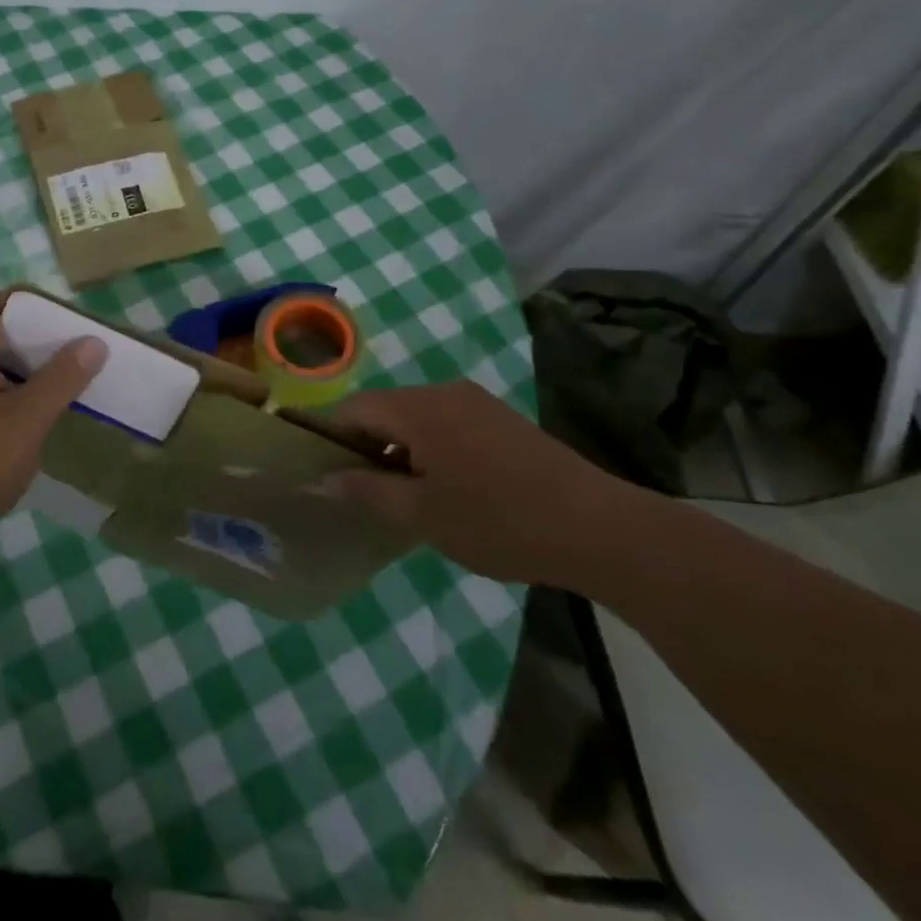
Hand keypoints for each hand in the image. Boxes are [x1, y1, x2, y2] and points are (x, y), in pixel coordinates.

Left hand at [0, 290, 107, 551]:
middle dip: (34, 341)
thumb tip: (93, 340)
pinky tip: (33, 425)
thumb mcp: (27, 420)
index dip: (26, 304)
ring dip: (24, 373)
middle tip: (71, 359)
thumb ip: (62, 378)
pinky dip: (9, 398)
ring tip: (62, 390)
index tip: (61, 327)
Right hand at [327, 382, 641, 584]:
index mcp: (419, 408)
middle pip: (385, 408)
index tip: (322, 471)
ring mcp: (477, 402)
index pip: (354, 408)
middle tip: (362, 491)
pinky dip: (429, 447)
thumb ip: (366, 491)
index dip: (330, 436)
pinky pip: (446, 423)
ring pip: (416, 416)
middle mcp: (445, 392)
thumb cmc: (498, 521)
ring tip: (402, 494)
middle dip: (365, 445)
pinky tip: (444, 486)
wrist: (599, 528)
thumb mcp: (422, 515)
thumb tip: (321, 479)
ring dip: (399, 448)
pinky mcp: (501, 419)